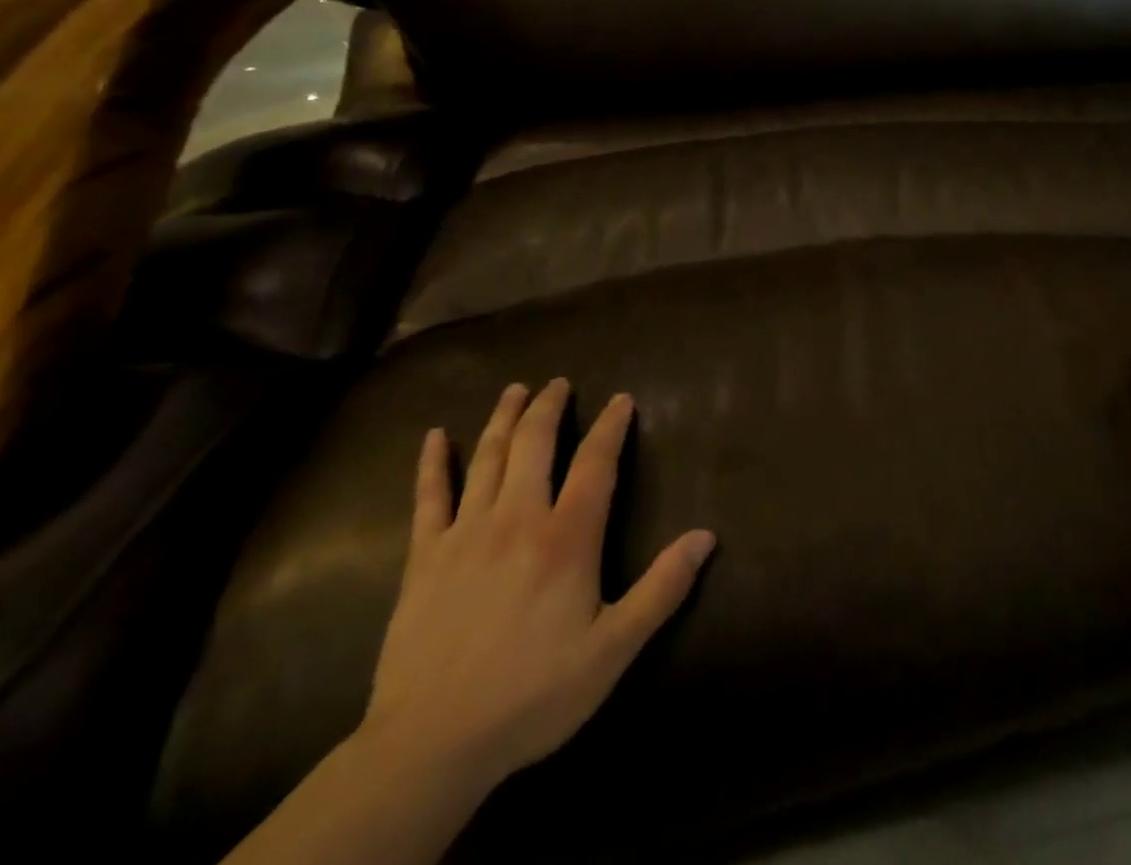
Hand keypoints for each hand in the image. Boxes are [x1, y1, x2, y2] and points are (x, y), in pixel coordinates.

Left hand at [360, 381, 715, 790]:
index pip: (595, 463)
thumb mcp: (613, 649)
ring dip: (503, 419)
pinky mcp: (423, 558)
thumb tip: (707, 536)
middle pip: (534, 445)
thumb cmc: (533, 694)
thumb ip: (662, 589)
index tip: (622, 399)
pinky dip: (432, 463)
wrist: (430, 745)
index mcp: (566, 537)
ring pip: (487, 459)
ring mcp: (465, 534)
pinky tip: (434, 437)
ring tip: (514, 390)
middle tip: (558, 383)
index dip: (611, 427)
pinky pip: (428, 498)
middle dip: (548, 408)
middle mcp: (517, 519)